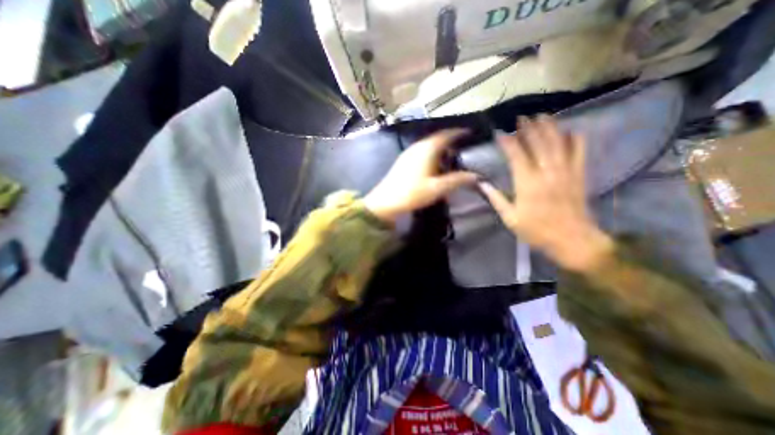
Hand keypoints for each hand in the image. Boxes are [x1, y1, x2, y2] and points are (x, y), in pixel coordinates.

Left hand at [364, 128, 479, 222]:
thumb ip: (457, 180)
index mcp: (427, 149)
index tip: (470, 133)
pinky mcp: (403, 161)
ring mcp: (408, 153)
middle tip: (463, 147)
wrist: (386, 201)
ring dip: (440, 148)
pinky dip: (431, 154)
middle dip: (450, 141)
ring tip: (451, 156)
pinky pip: (421, 152)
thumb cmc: (412, 193)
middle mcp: (417, 147)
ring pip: (428, 146)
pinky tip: (434, 165)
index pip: (446, 135)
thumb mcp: (437, 188)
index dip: (458, 132)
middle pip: (437, 139)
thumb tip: (476, 176)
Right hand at [483, 116, 615, 270]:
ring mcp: (566, 172)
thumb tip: (482, 183)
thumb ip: (496, 199)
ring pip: (559, 143)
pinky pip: (580, 152)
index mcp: (528, 184)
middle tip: (521, 117)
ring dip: (550, 127)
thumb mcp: (510, 219)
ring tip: (542, 116)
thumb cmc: (536, 231)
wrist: (572, 240)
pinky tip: (570, 131)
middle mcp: (547, 173)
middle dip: (529, 128)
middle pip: (539, 143)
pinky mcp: (579, 175)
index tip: (500, 132)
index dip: (508, 142)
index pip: (517, 155)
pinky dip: (576, 139)